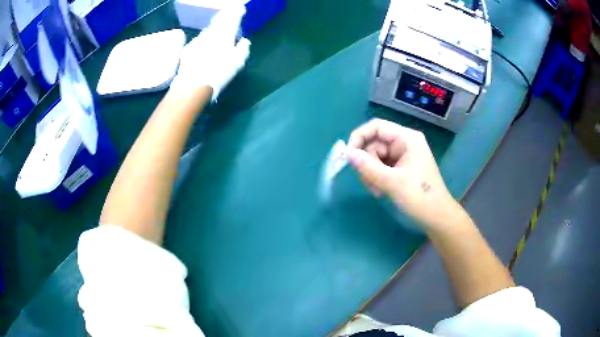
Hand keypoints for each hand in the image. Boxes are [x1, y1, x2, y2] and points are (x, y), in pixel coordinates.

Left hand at [171, 5, 250, 99]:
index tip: (240, 9)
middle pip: (219, 20)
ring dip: (215, 27)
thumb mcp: (238, 62)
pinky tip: (205, 44)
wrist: (192, 85)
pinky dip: (205, 38)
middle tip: (230, 13)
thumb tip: (243, 41)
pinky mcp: (189, 48)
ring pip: (209, 29)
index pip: (232, 18)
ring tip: (218, 28)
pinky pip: (200, 39)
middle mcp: (211, 33)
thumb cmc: (219, 73)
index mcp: (225, 34)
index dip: (237, 12)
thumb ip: (243, 48)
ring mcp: (198, 39)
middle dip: (225, 16)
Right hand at [347, 119, 459, 230]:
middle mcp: (404, 143)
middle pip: (374, 143)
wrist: (437, 218)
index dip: (359, 137)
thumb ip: (368, 166)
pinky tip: (380, 191)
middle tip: (368, 182)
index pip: (377, 127)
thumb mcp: (392, 182)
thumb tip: (347, 153)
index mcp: (407, 138)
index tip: (348, 155)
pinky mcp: (401, 168)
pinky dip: (377, 178)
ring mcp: (403, 156)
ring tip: (377, 191)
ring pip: (375, 157)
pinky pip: (381, 167)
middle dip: (367, 163)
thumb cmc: (419, 198)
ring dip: (371, 173)